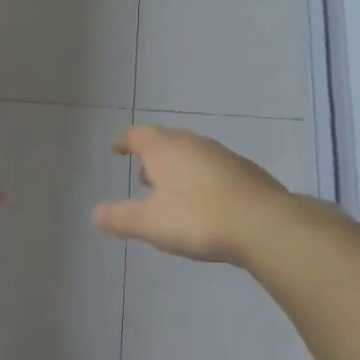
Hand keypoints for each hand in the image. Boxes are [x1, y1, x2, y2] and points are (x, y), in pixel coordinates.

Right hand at [93, 124, 288, 264]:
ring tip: (169, 190)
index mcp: (167, 149)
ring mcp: (224, 157)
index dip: (124, 140)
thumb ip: (121, 217)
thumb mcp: (150, 223)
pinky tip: (203, 202)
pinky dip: (200, 180)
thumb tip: (95, 213)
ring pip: (193, 155)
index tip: (116, 148)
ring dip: (178, 168)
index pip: (138, 135)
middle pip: (168, 141)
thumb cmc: (198, 218)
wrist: (263, 224)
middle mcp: (195, 145)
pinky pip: (214, 170)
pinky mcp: (246, 174)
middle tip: (142, 172)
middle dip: (152, 156)